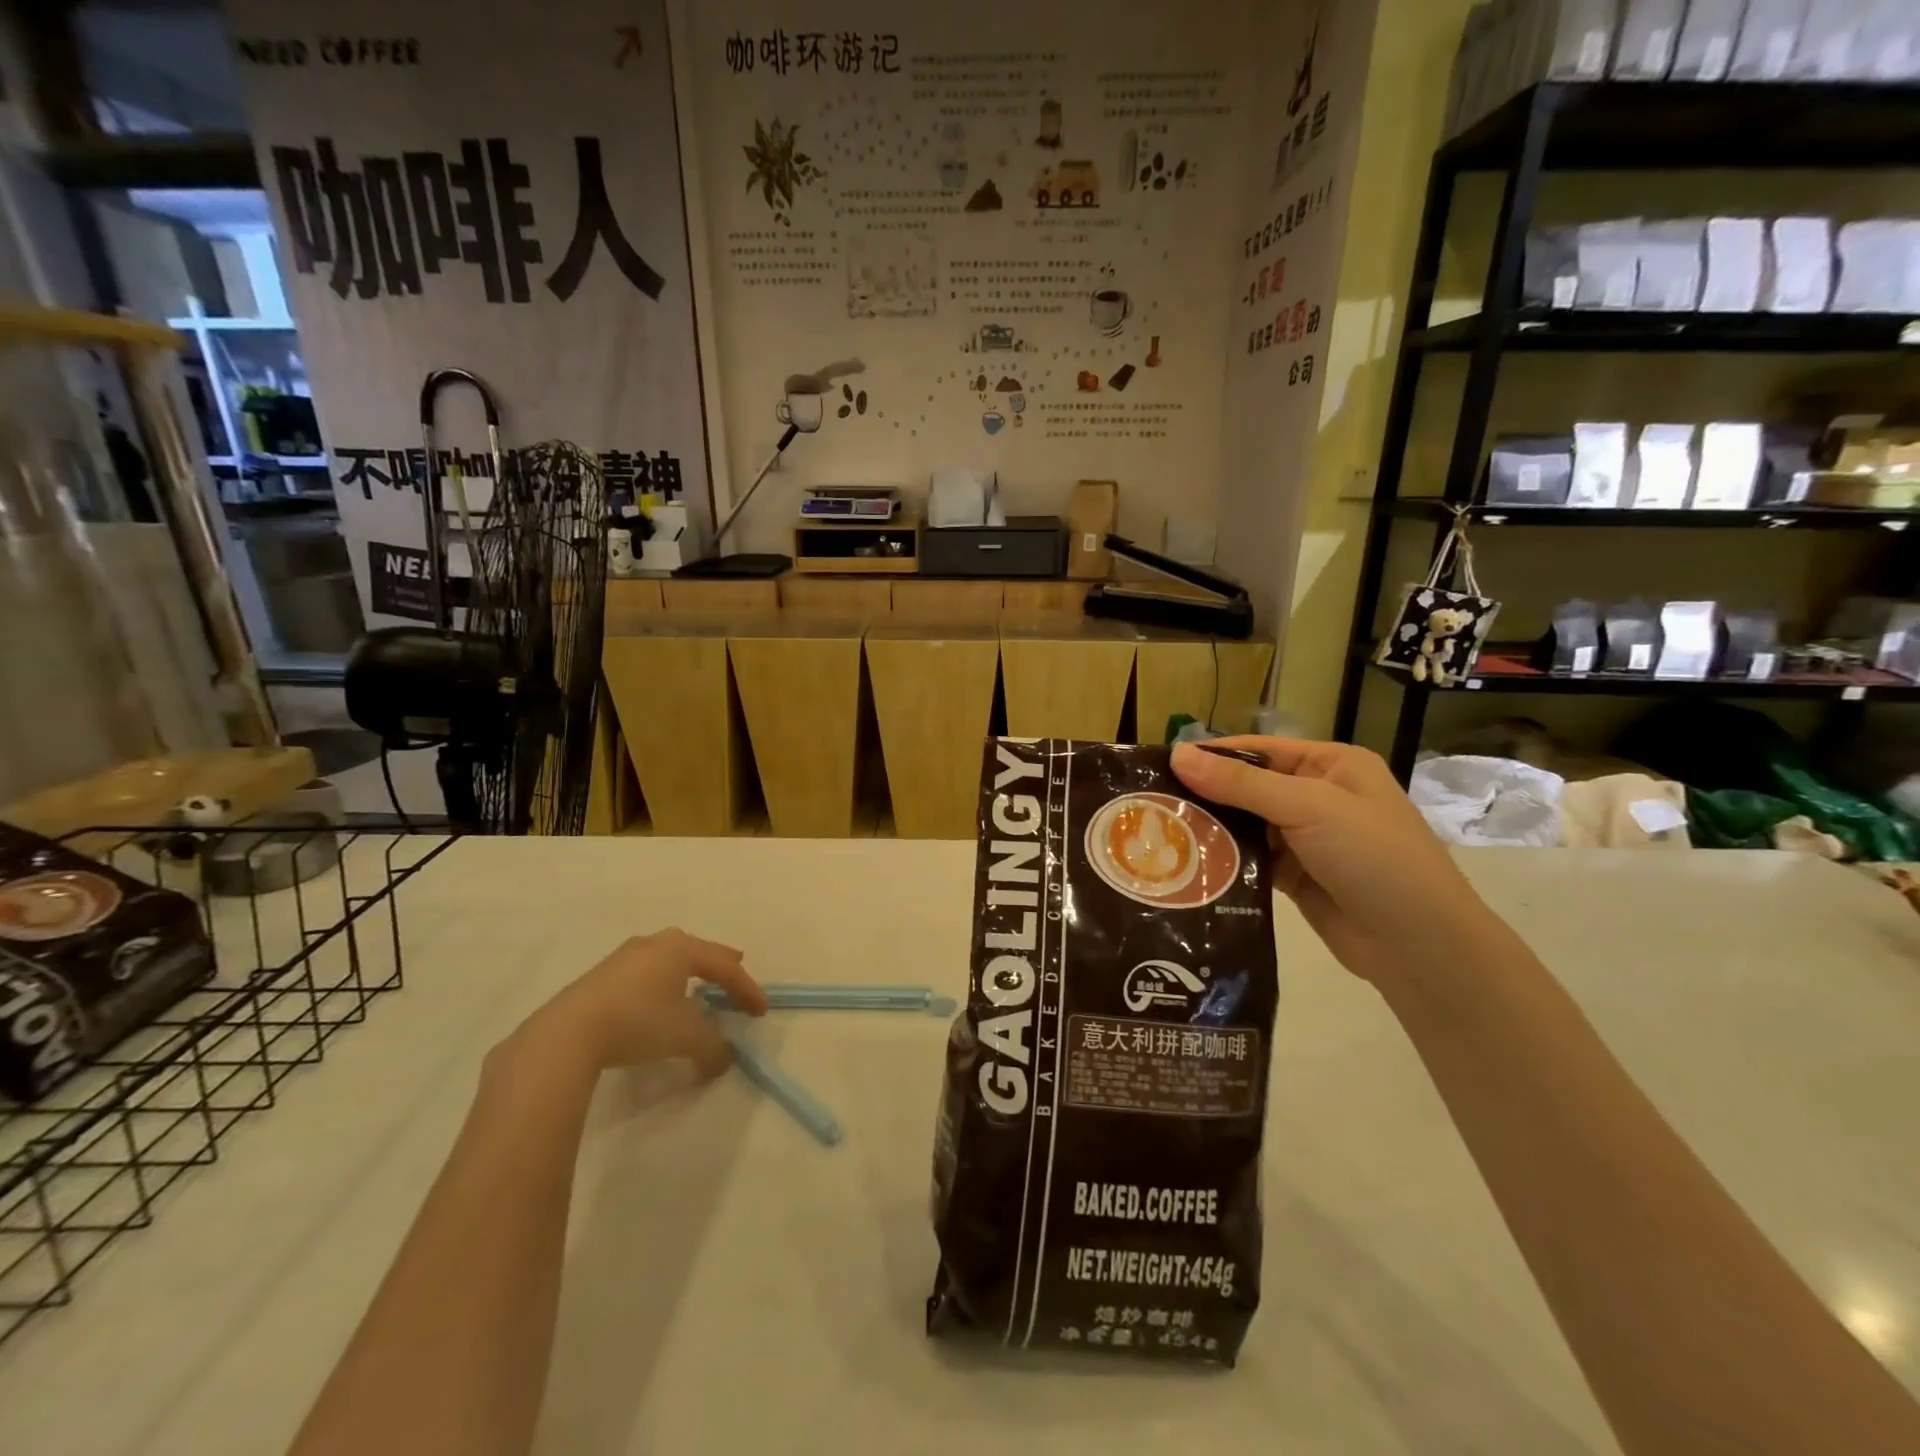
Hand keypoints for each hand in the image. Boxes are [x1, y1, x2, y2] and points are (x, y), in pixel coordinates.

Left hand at [522, 929, 766, 1078]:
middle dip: (718, 965)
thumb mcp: (685, 1037)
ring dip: (686, 974)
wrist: (567, 1034)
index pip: (724, 966)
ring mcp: (624, 958)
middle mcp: (655, 944)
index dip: (746, 989)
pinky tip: (657, 1002)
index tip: (760, 1012)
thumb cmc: (638, 1022)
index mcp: (681, 948)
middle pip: (696, 952)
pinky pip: (645, 975)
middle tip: (734, 969)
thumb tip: (724, 1060)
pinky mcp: (600, 978)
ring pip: (667, 960)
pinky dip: (661, 985)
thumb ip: (713, 1048)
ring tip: (696, 985)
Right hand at [1171, 738, 1500, 986]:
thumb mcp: (1308, 807)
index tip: (1157, 765)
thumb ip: (1241, 783)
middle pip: (1247, 787)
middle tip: (1149, 804)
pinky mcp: (1295, 877)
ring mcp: (1306, 839)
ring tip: (1157, 834)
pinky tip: (1186, 864)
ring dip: (1211, 830)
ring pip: (1245, 825)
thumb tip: (1177, 754)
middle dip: (1204, 795)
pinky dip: (1225, 861)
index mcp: (1331, 765)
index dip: (1210, 755)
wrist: (1420, 946)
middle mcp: (1317, 796)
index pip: (1257, 749)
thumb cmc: (1374, 858)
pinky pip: (1251, 860)